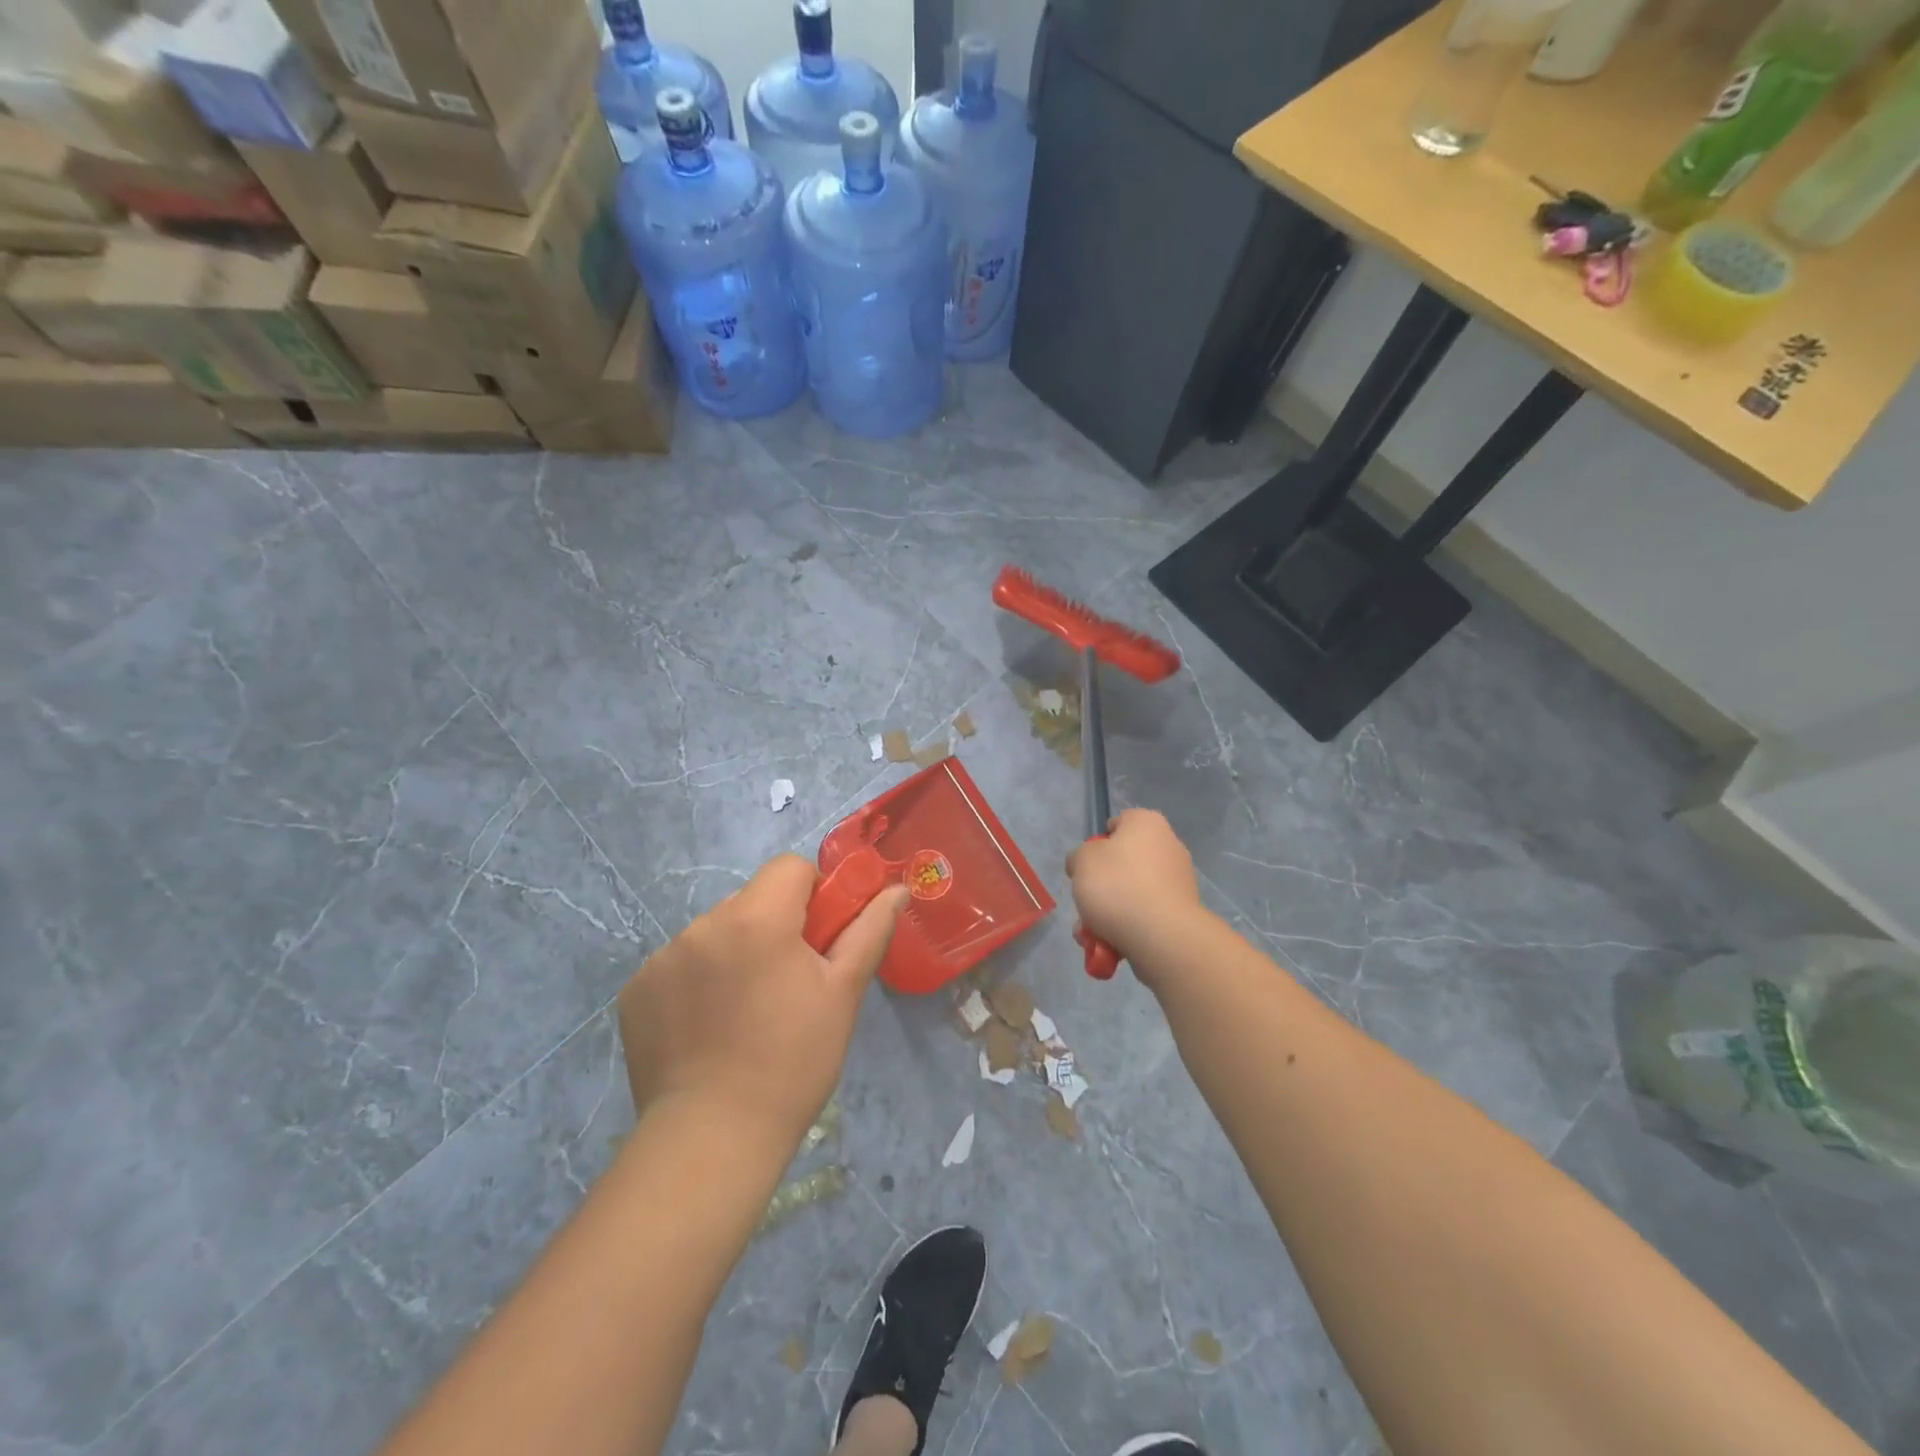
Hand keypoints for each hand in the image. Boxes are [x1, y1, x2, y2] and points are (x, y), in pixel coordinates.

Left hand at [616, 855, 906, 1147]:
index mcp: (756, 918)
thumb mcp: (843, 993)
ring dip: (735, 952)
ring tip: (745, 1012)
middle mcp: (703, 924)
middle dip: (773, 926)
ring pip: (715, 932)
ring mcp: (662, 957)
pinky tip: (707, 1027)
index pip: (789, 868)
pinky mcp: (636, 990)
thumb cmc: (793, 1061)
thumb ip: (869, 931)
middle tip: (787, 983)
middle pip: (751, 900)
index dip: (812, 894)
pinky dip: (698, 981)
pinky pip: (679, 964)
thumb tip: (897, 890)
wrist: (712, 1139)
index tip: (818, 940)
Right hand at [1066, 809, 1204, 984]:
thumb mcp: (1081, 861)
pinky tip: (1110, 945)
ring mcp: (1178, 880)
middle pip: (1123, 863)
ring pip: (1131, 892)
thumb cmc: (1117, 885)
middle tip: (1085, 904)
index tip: (1086, 866)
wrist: (1161, 936)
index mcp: (1147, 823)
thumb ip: (1079, 856)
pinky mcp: (1181, 911)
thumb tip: (1086, 864)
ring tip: (1091, 934)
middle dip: (1101, 886)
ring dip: (1108, 912)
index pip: (1117, 823)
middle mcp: (1168, 846)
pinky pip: (1146, 914)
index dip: (1097, 844)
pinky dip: (1128, 926)